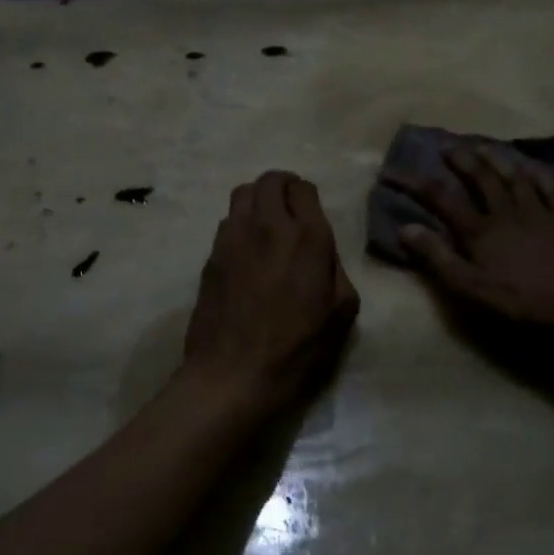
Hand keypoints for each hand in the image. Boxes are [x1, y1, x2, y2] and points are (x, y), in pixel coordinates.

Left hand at [181, 171, 359, 410]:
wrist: (234, 373)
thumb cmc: (297, 348)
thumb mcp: (342, 312)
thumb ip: (337, 270)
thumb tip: (322, 253)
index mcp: (308, 237)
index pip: (303, 188)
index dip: (308, 197)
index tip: (311, 214)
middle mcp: (268, 226)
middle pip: (270, 180)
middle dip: (283, 187)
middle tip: (290, 210)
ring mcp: (234, 238)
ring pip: (243, 193)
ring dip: (258, 200)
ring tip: (267, 225)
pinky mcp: (211, 256)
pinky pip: (227, 221)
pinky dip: (240, 223)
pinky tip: (247, 251)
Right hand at [384, 142, 553, 336]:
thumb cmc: (522, 299)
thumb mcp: (471, 287)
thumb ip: (438, 258)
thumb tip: (406, 227)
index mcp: (481, 229)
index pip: (441, 199)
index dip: (414, 183)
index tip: (392, 171)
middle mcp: (507, 211)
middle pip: (480, 177)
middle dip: (460, 159)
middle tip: (446, 145)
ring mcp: (539, 211)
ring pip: (513, 176)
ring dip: (496, 158)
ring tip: (483, 145)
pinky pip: (550, 188)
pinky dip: (538, 175)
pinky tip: (532, 168)